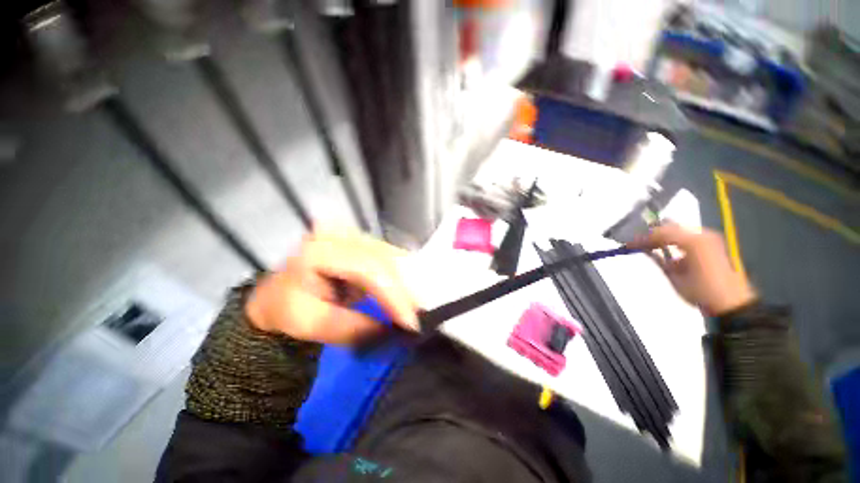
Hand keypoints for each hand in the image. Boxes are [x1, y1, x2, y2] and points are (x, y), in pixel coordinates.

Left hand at [245, 228, 418, 344]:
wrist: (280, 294)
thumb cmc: (288, 309)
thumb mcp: (311, 324)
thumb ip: (351, 328)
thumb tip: (391, 328)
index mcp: (319, 250)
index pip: (367, 268)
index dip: (393, 295)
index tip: (410, 323)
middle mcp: (339, 234)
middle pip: (384, 260)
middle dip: (404, 291)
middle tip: (416, 319)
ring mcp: (352, 234)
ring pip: (391, 257)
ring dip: (404, 284)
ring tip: (412, 309)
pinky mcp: (361, 240)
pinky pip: (389, 257)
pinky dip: (399, 276)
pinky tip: (404, 293)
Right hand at [629, 224, 756, 316]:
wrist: (730, 304)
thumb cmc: (701, 291)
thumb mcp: (674, 276)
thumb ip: (658, 258)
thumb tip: (642, 247)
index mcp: (693, 241)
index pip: (661, 233)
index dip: (643, 237)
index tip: (628, 244)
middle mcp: (702, 235)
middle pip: (669, 227)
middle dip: (651, 234)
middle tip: (635, 242)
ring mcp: (708, 239)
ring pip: (677, 230)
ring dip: (661, 237)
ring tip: (646, 244)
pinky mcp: (712, 245)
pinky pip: (686, 237)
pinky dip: (673, 241)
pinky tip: (662, 248)